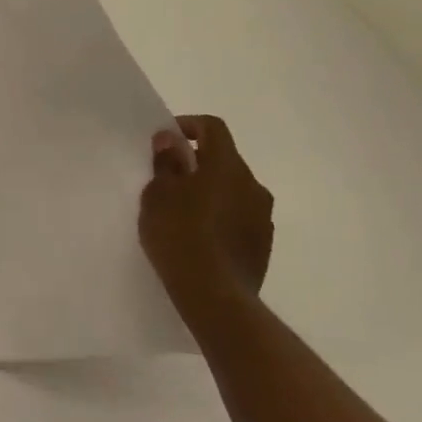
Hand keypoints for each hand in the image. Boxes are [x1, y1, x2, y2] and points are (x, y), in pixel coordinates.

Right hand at [138, 114, 273, 323]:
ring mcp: (262, 217)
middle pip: (224, 160)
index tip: (165, 140)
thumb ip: (165, 163)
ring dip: (209, 190)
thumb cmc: (179, 235)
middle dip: (196, 162)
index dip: (188, 125)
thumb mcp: (158, 194)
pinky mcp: (262, 244)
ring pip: (233, 189)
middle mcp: (253, 186)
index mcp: (227, 167)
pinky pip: (239, 216)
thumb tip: (171, 140)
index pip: (213, 128)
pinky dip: (219, 215)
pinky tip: (198, 235)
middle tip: (167, 178)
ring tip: (180, 210)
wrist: (214, 295)